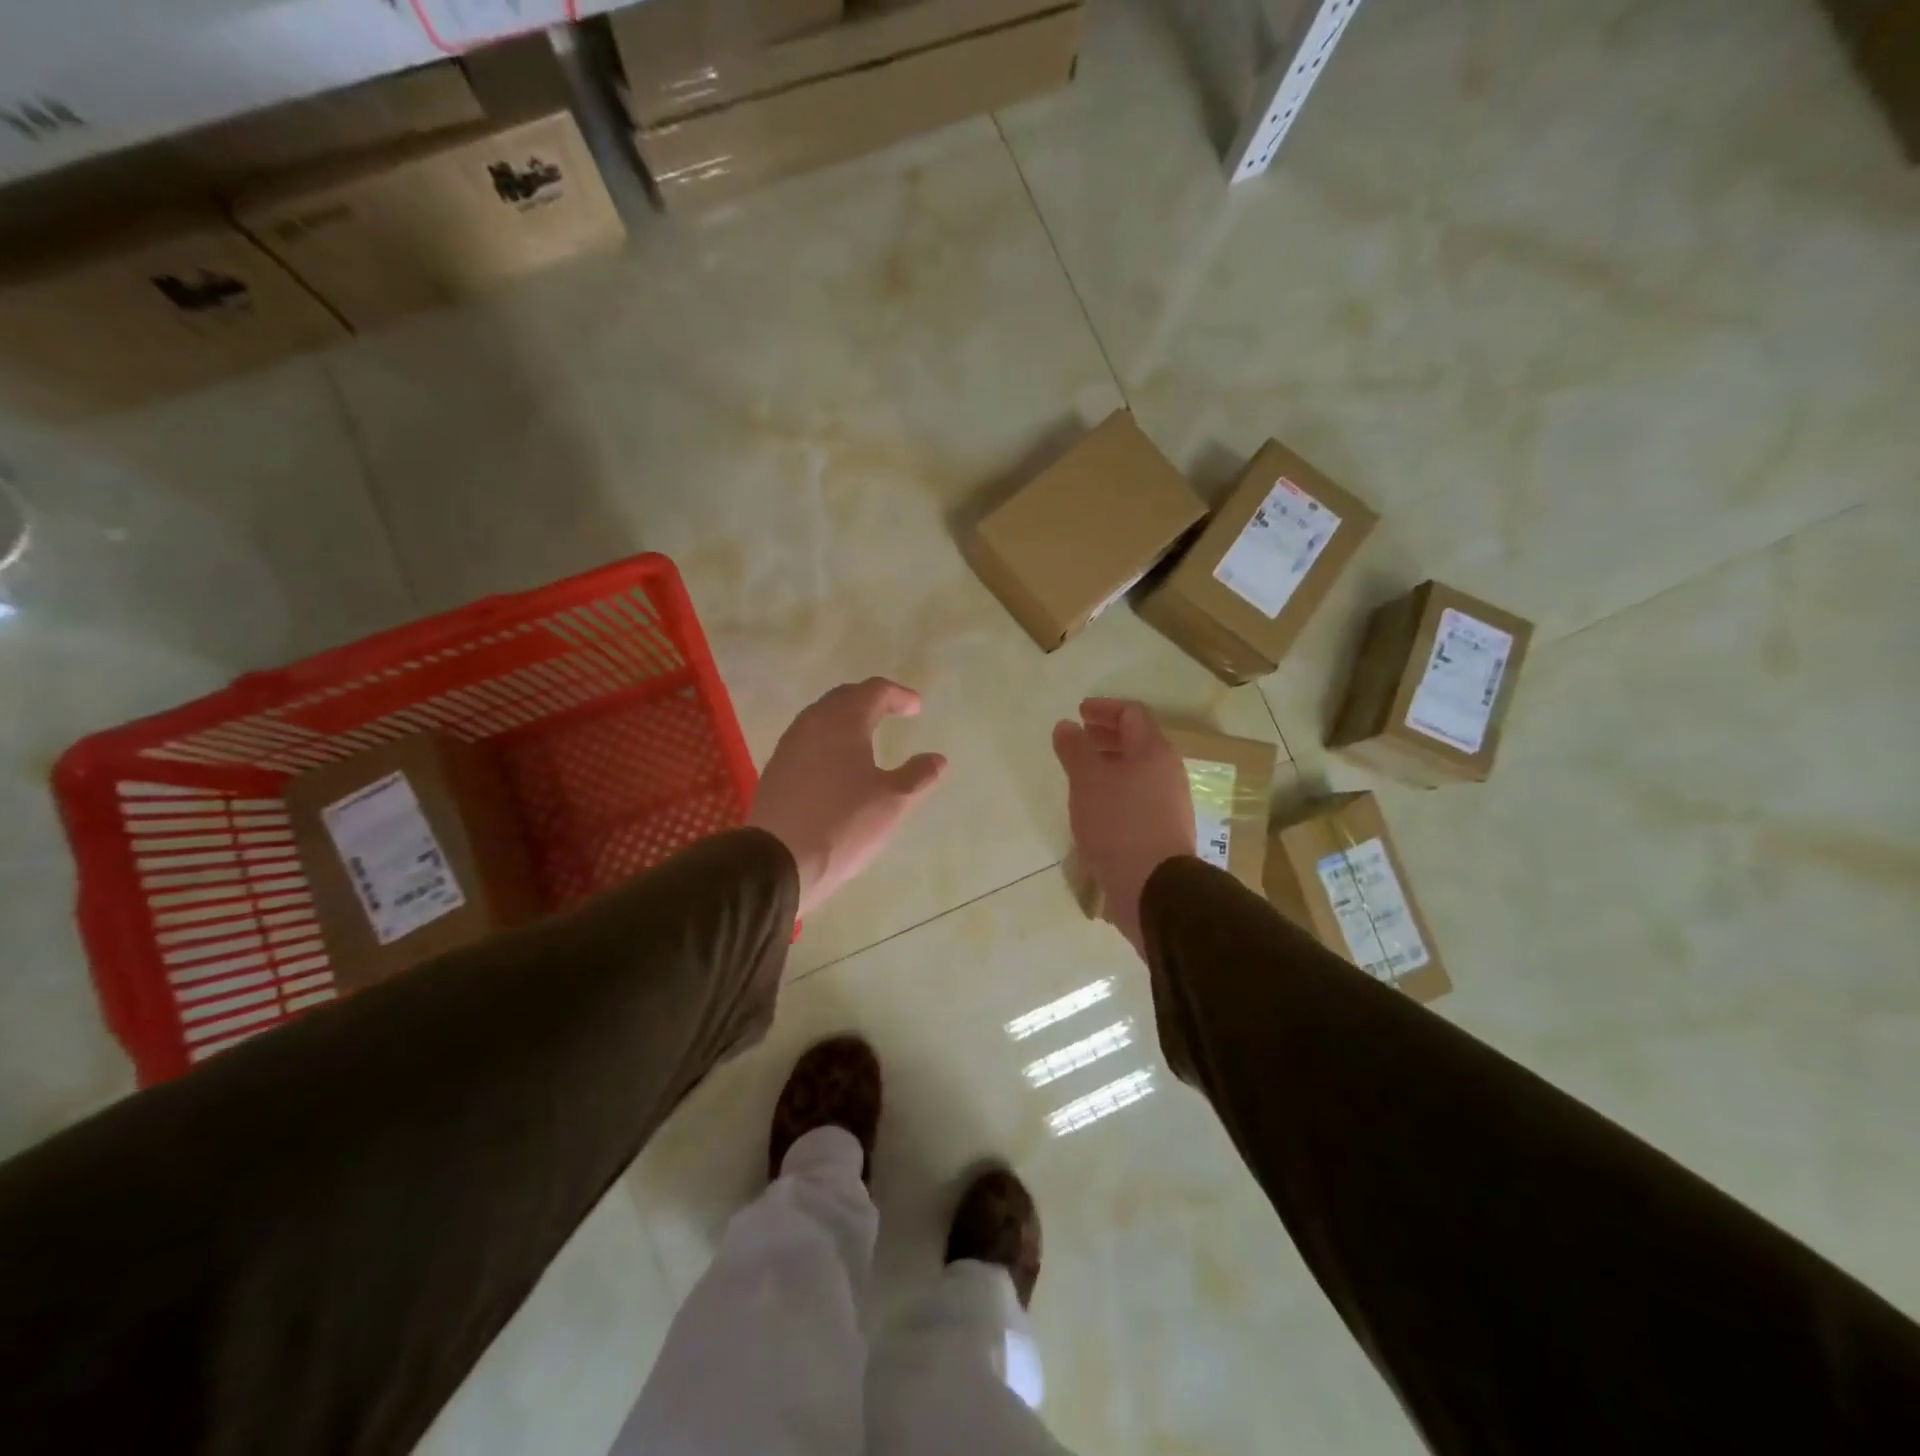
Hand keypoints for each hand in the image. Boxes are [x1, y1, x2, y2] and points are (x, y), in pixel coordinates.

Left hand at [748, 678, 946, 917]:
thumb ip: (917, 775)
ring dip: (846, 718)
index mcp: (844, 722)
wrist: (779, 860)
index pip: (874, 691)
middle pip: (844, 697)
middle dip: (870, 699)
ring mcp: (789, 745)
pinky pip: (807, 739)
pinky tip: (836, 762)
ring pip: (821, 717)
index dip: (898, 695)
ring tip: (866, 734)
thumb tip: (937, 759)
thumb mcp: (892, 801)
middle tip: (892, 711)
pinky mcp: (776, 768)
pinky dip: (828, 739)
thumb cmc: (843, 823)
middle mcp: (812, 723)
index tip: (916, 708)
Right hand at [1053, 699, 1195, 954]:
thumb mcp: (1087, 780)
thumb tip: (1066, 726)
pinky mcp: (1162, 831)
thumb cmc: (1118, 824)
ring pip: (1137, 772)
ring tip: (1081, 774)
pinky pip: (1137, 798)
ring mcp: (1169, 803)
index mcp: (1154, 751)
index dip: (1104, 708)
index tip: (1079, 712)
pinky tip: (1094, 808)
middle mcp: (1167, 772)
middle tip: (1078, 738)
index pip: (1132, 714)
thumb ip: (1075, 749)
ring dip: (1109, 766)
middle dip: (1105, 736)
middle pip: (1137, 742)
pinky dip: (1115, 791)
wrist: (1152, 886)